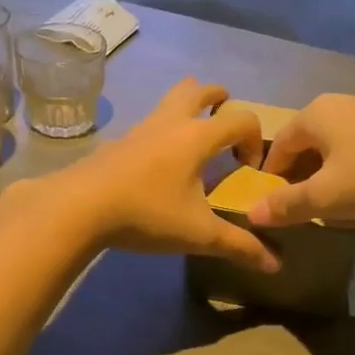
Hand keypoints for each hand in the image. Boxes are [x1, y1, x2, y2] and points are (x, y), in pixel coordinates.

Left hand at [39, 80, 279, 272]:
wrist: (79, 206)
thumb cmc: (147, 213)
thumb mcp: (198, 234)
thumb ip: (239, 246)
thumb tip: (276, 264)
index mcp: (197, 136)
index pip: (241, 119)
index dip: (254, 139)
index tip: (248, 169)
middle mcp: (170, 122)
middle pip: (199, 89)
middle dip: (219, 98)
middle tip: (226, 117)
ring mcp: (141, 128)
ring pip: (170, 99)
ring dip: (188, 106)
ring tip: (195, 134)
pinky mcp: (119, 141)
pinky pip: (150, 122)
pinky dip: (164, 129)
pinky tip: (160, 162)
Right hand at [249, 95, 354, 227]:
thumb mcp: (327, 197)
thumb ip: (287, 205)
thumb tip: (251, 213)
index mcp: (313, 115)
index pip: (279, 146)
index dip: (272, 177)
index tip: (276, 205)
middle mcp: (339, 103)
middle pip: (308, 142)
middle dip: (303, 175)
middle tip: (307, 207)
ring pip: (338, 143)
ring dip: (332, 172)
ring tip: (340, 202)